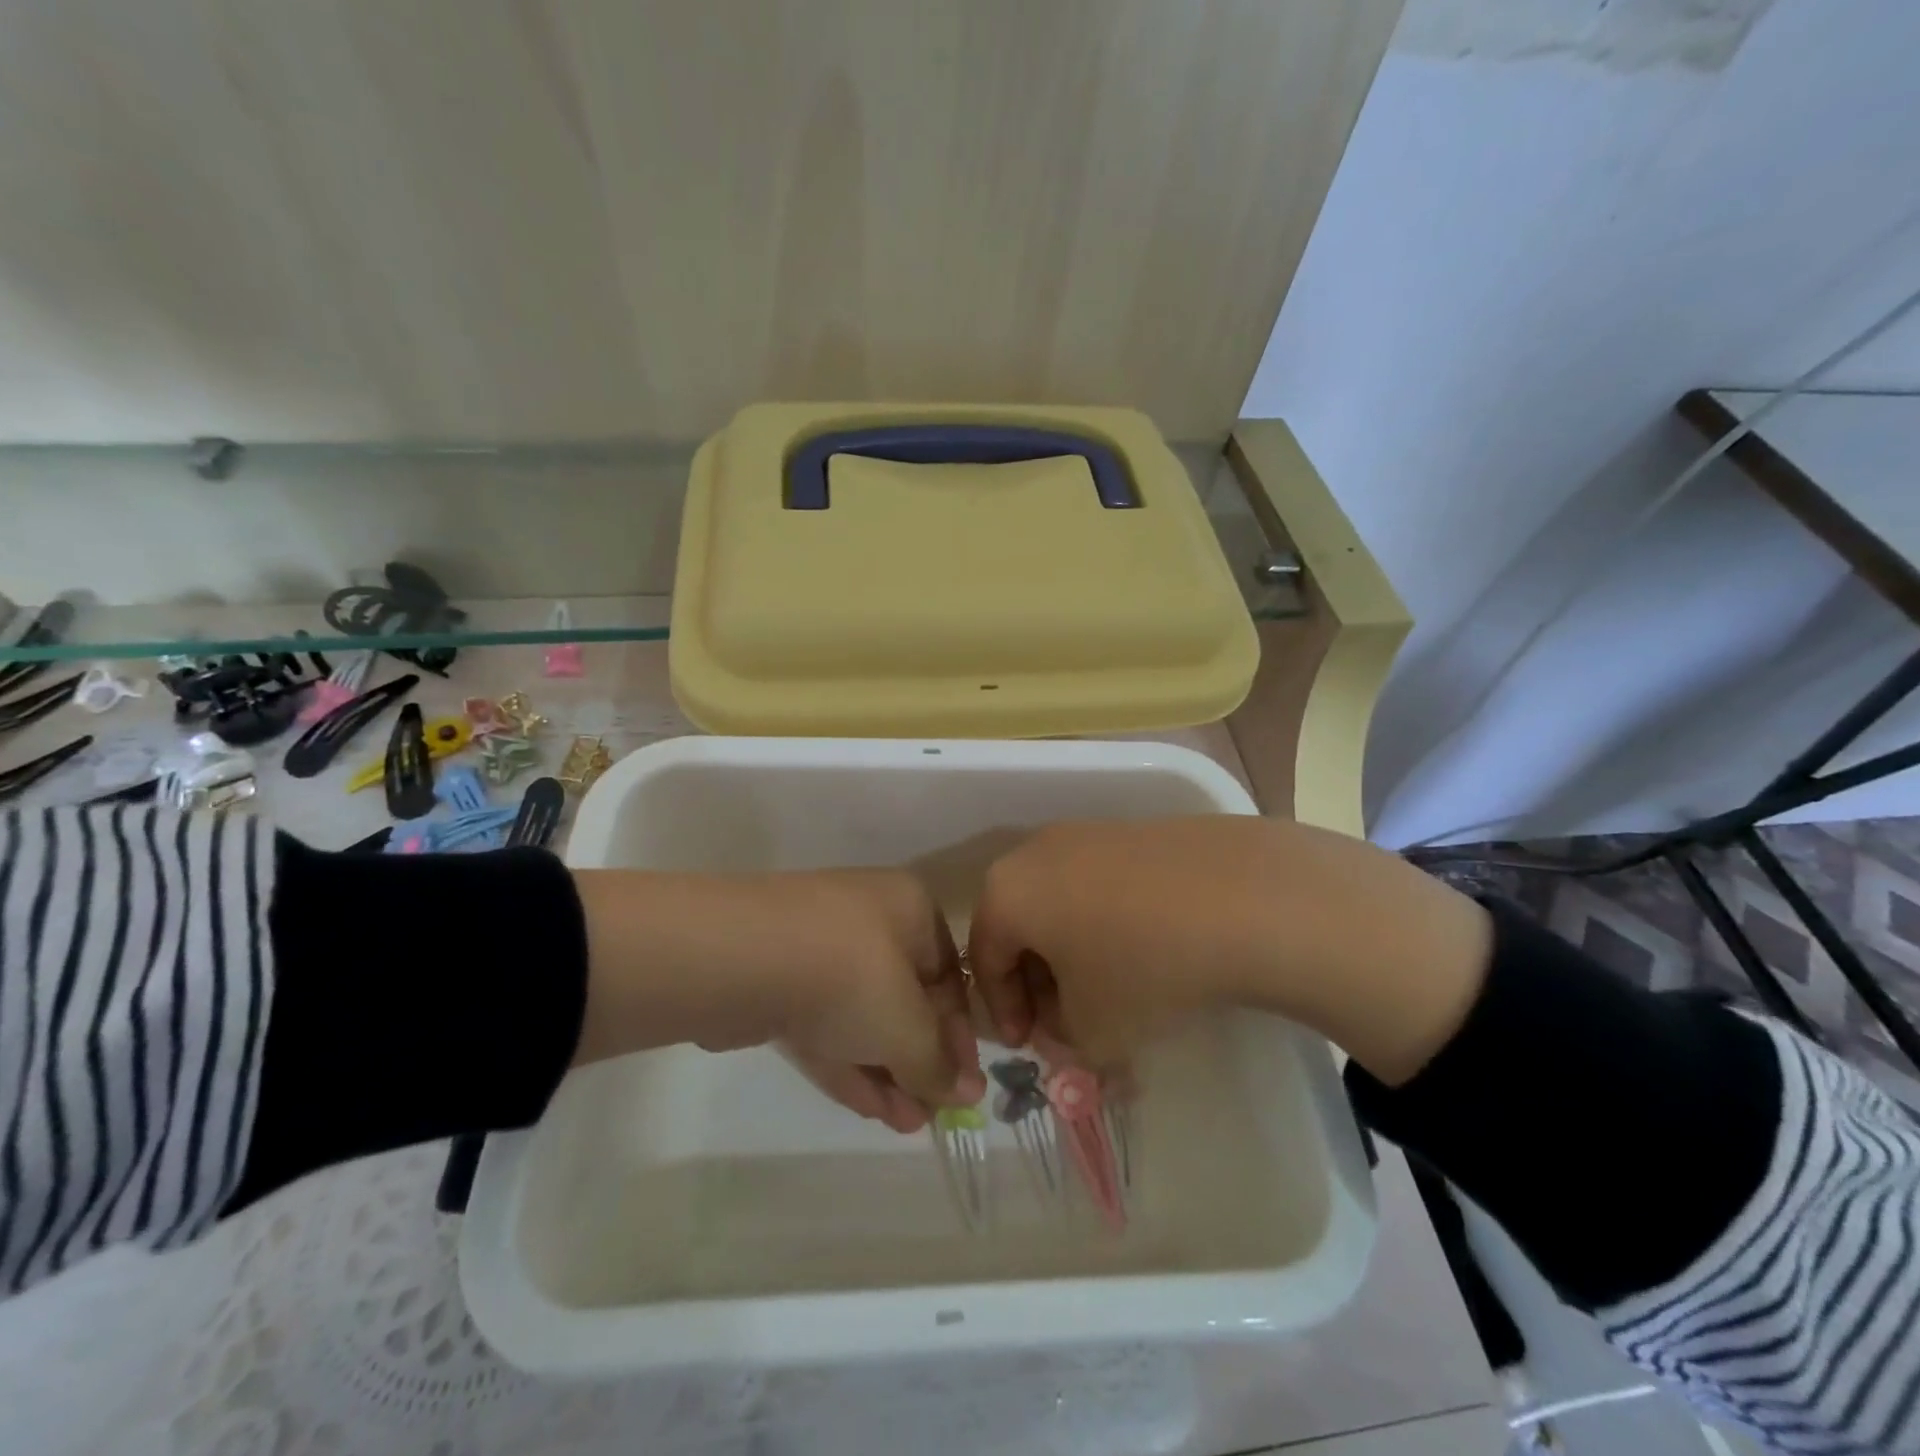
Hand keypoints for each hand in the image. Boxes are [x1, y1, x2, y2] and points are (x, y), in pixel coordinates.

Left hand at [571, 867, 982, 1131]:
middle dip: (920, 1059)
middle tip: (933, 1113)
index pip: (949, 976)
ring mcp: (820, 948)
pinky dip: (850, 1061)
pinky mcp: (780, 980)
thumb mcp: (908, 1026)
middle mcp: (870, 919)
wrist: (741, 958)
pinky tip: (872, 1109)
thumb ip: (938, 1064)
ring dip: (888, 1069)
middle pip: (906, 997)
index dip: (960, 1035)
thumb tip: (968, 1093)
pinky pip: (827, 1023)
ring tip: (907, 1125)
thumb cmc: (850, 976)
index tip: (963, 1086)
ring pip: (864, 1014)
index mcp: (911, 909)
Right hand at [966, 817, 1492, 1083]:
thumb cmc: (1142, 965)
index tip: (1029, 1046)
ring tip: (1109, 990)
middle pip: (1020, 925)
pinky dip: (1106, 921)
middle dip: (1037, 980)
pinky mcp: (1134, 831)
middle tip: (1065, 1022)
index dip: (1002, 1010)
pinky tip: (1146, 951)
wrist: (1242, 896)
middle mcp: (1036, 851)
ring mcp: (1088, 834)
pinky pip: (1100, 884)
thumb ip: (1063, 1039)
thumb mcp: (1093, 1028)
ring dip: (1072, 951)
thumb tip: (1066, 1026)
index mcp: (1007, 892)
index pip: (984, 958)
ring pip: (1060, 902)